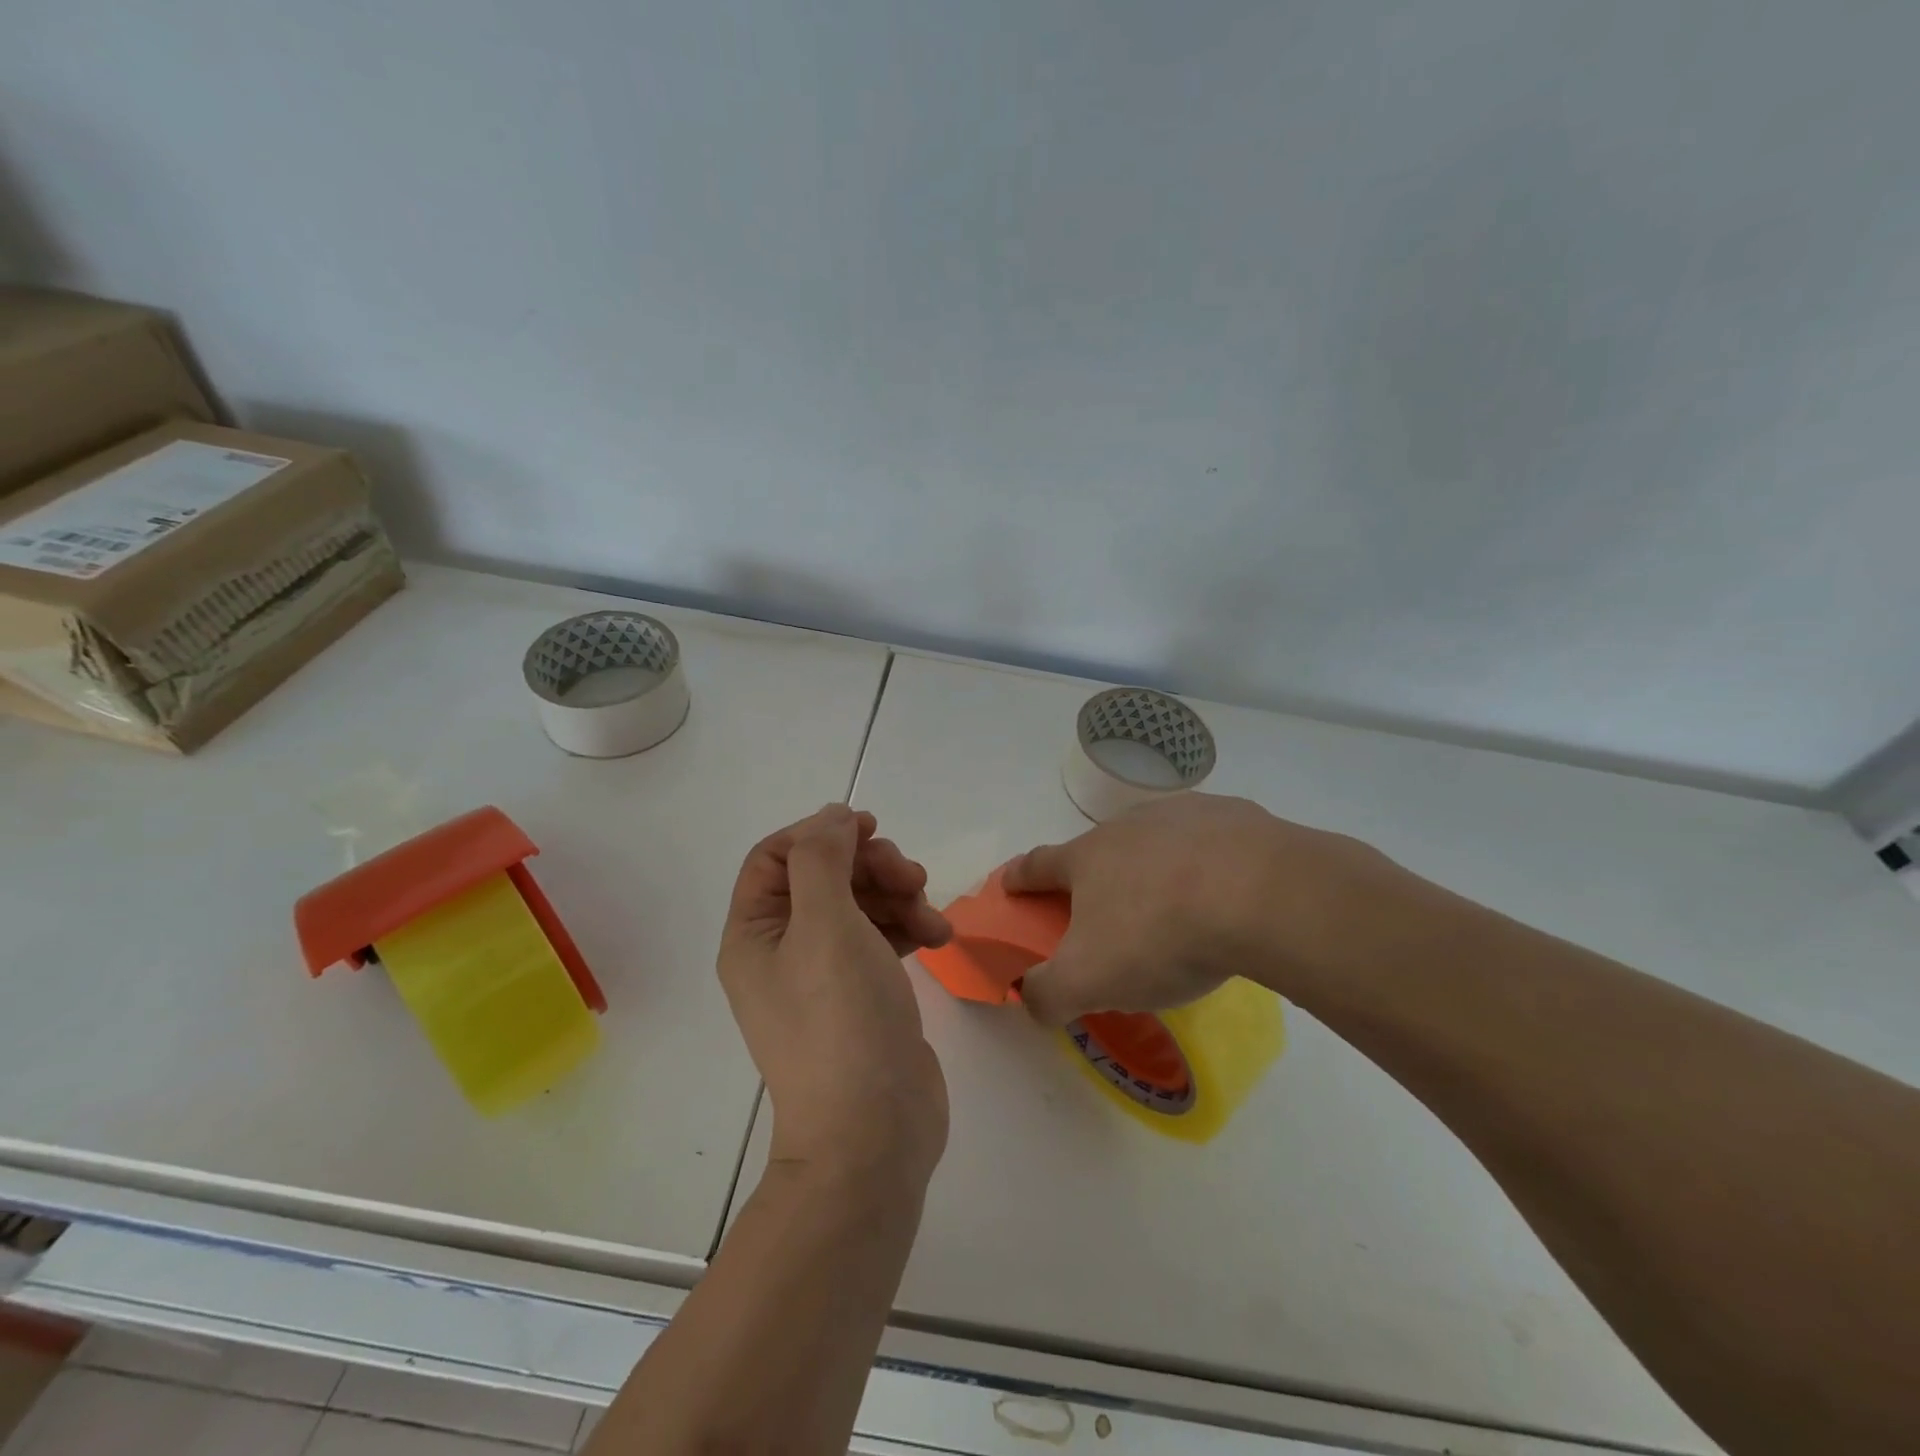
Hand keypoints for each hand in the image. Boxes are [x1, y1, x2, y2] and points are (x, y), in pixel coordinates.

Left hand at [719, 805, 953, 1186]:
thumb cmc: (840, 1019)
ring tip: (930, 916)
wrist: (873, 1133)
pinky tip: (937, 937)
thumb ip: (822, 858)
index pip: (775, 856)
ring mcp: (823, 975)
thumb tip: (831, 817)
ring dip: (898, 896)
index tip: (870, 828)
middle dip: (871, 866)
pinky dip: (908, 927)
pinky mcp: (861, 994)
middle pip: (824, 876)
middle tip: (912, 876)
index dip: (820, 833)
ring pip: (859, 903)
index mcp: (754, 933)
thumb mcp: (825, 923)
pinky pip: (880, 938)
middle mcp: (781, 950)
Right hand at [1002, 793, 1409, 1024]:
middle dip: (1096, 877)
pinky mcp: (1236, 817)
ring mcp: (1184, 815)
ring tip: (1176, 906)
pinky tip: (1229, 893)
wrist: (1261, 895)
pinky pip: (1212, 842)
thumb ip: (1047, 994)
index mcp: (1088, 857)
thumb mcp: (1088, 981)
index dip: (1020, 878)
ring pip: (1157, 841)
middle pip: (1100, 850)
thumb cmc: (1159, 935)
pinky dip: (1209, 863)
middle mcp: (1128, 825)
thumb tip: (1030, 999)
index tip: (1009, 884)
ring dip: (1154, 867)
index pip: (1038, 865)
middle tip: (1109, 915)